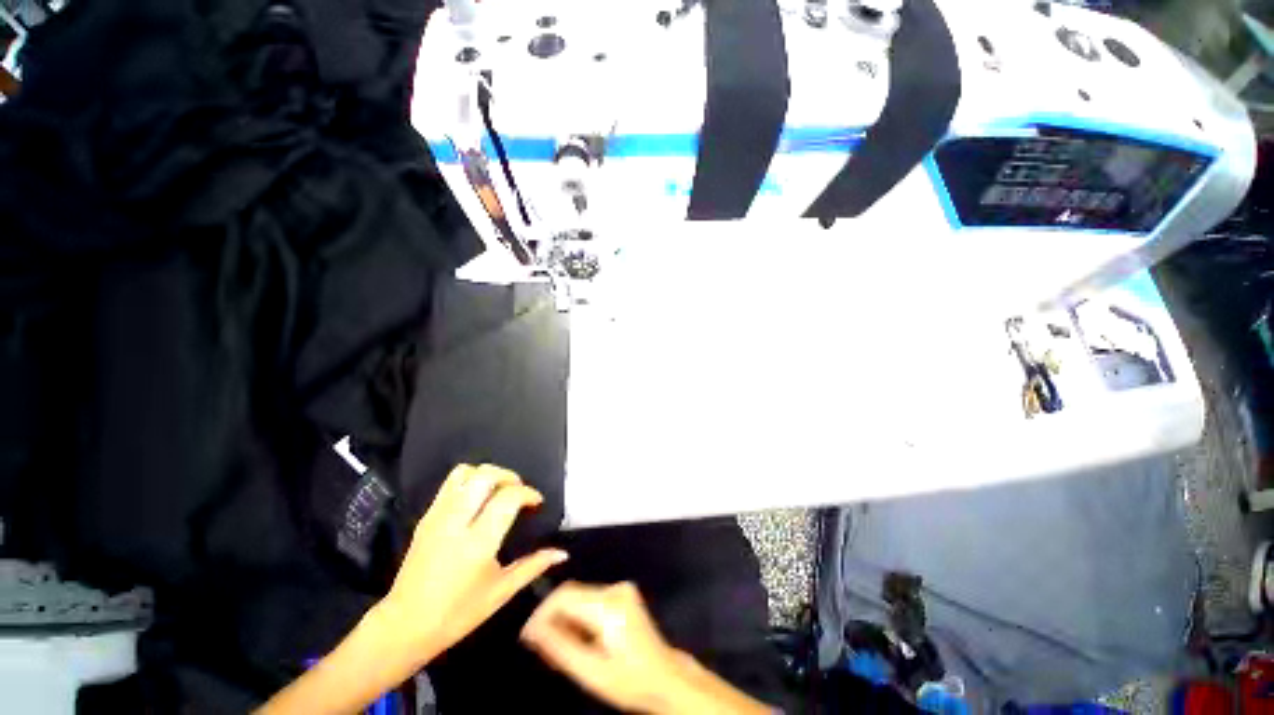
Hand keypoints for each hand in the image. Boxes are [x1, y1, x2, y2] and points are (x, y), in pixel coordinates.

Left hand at [375, 463, 567, 668]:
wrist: (404, 626)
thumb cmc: (457, 614)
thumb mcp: (500, 593)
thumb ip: (533, 567)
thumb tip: (562, 553)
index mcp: (478, 542)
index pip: (509, 497)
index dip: (528, 493)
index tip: (536, 503)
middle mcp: (457, 522)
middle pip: (485, 475)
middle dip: (509, 475)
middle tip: (518, 490)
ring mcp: (438, 517)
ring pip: (464, 473)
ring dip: (487, 474)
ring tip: (498, 490)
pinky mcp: (426, 518)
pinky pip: (449, 484)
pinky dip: (469, 481)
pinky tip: (477, 500)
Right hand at [521, 581, 681, 711]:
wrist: (666, 677)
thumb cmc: (629, 680)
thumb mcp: (591, 671)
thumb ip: (560, 648)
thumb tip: (532, 630)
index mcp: (609, 605)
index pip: (565, 595)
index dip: (542, 612)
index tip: (528, 636)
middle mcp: (615, 589)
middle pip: (572, 594)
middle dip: (553, 618)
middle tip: (541, 647)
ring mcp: (621, 589)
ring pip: (580, 597)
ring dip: (566, 619)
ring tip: (559, 649)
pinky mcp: (623, 594)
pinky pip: (591, 599)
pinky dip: (579, 617)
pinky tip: (578, 640)